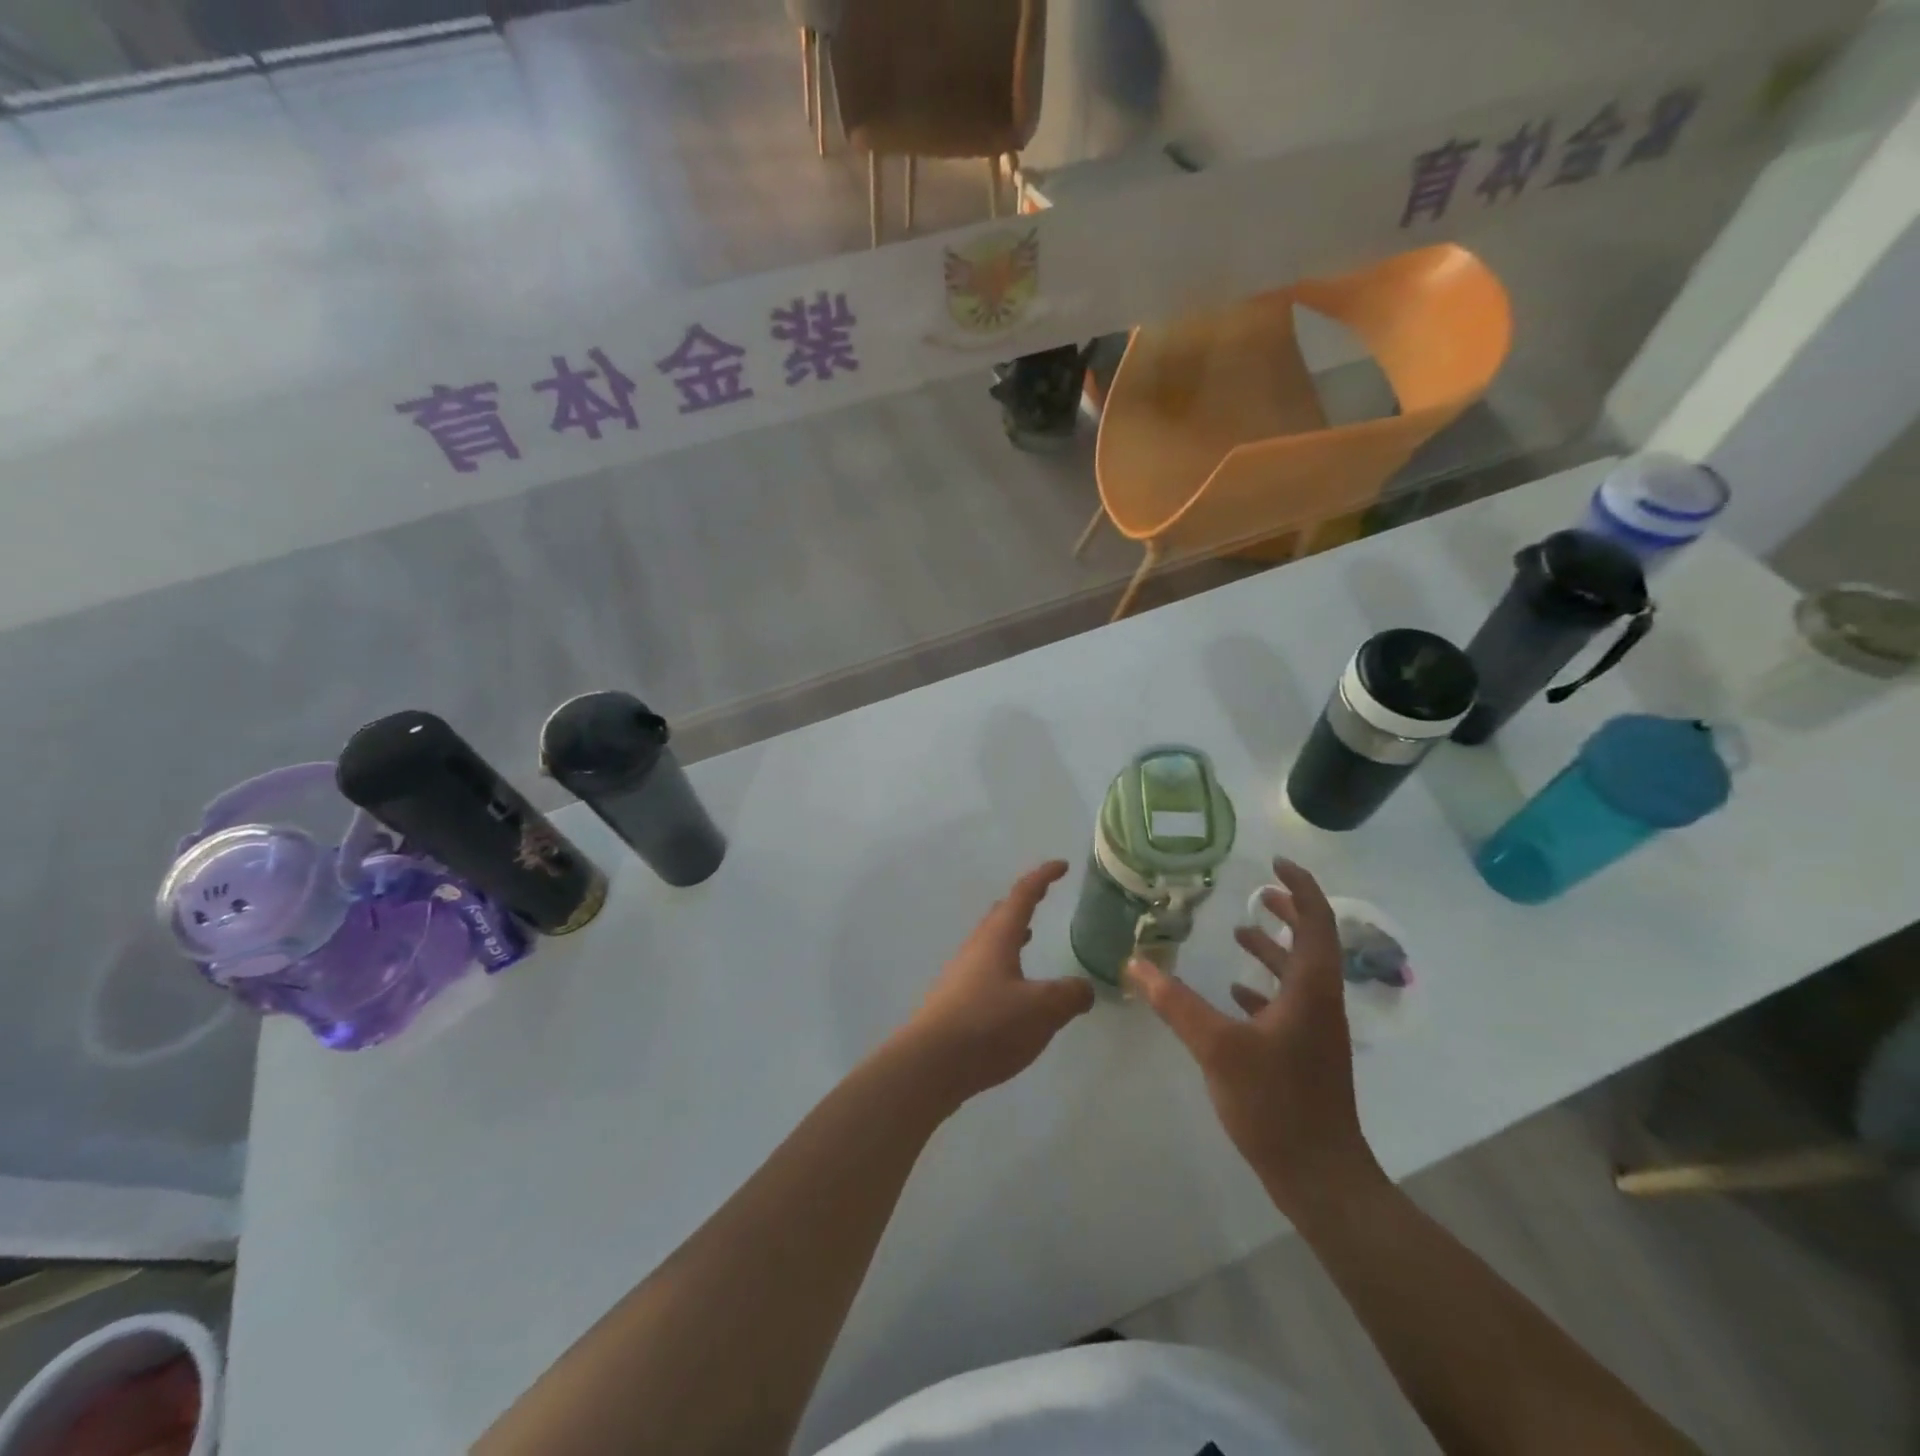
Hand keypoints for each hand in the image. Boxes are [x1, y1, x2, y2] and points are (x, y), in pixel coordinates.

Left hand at [894, 861, 1095, 1106]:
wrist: (931, 1064)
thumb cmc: (989, 1026)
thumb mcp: (1043, 1010)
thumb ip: (1070, 995)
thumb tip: (1084, 988)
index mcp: (997, 938)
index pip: (1023, 895)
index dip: (1043, 877)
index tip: (1061, 865)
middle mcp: (976, 948)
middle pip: (1000, 915)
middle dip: (1022, 903)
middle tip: (1041, 898)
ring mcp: (961, 974)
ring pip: (989, 942)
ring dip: (1010, 935)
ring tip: (1028, 937)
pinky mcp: (954, 1001)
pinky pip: (984, 969)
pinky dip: (1003, 964)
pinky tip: (1011, 989)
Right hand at [1126, 858, 1382, 1221]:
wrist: (1320, 1177)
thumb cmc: (1276, 1103)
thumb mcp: (1217, 1046)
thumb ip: (1174, 1001)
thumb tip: (1134, 963)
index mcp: (1311, 989)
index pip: (1317, 921)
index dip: (1301, 888)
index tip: (1275, 865)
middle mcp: (1320, 1003)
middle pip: (1313, 943)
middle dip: (1289, 913)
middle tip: (1259, 893)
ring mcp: (1316, 1032)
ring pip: (1299, 975)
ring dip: (1274, 950)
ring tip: (1240, 933)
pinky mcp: (1305, 1056)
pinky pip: (1288, 1006)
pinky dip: (1263, 988)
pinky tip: (1234, 993)